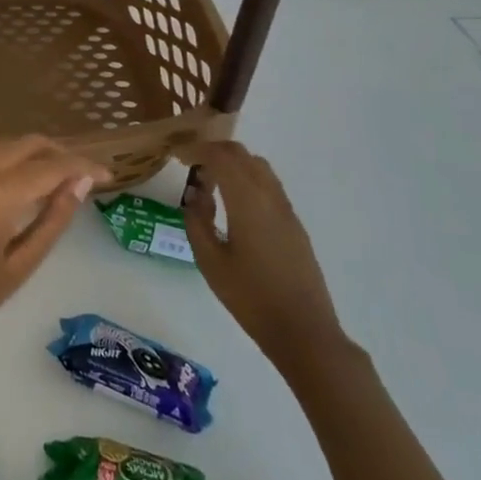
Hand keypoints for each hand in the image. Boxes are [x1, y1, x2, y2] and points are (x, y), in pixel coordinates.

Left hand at [0, 136, 105, 387]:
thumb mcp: (21, 265)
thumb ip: (53, 219)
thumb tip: (80, 184)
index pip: (51, 166)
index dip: (82, 167)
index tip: (107, 175)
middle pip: (23, 144)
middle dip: (57, 153)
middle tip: (81, 175)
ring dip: (28, 159)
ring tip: (53, 183)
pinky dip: (1, 172)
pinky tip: (11, 196)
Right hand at [179, 141, 343, 372]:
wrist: (303, 330)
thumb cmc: (250, 296)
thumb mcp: (210, 261)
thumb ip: (197, 221)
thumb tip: (196, 194)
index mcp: (248, 201)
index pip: (221, 157)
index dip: (197, 150)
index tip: (177, 156)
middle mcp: (270, 196)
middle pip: (242, 155)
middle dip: (214, 152)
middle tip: (190, 165)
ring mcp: (286, 209)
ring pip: (259, 167)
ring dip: (233, 164)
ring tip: (210, 182)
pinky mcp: (294, 224)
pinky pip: (268, 185)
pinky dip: (247, 179)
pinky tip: (233, 203)